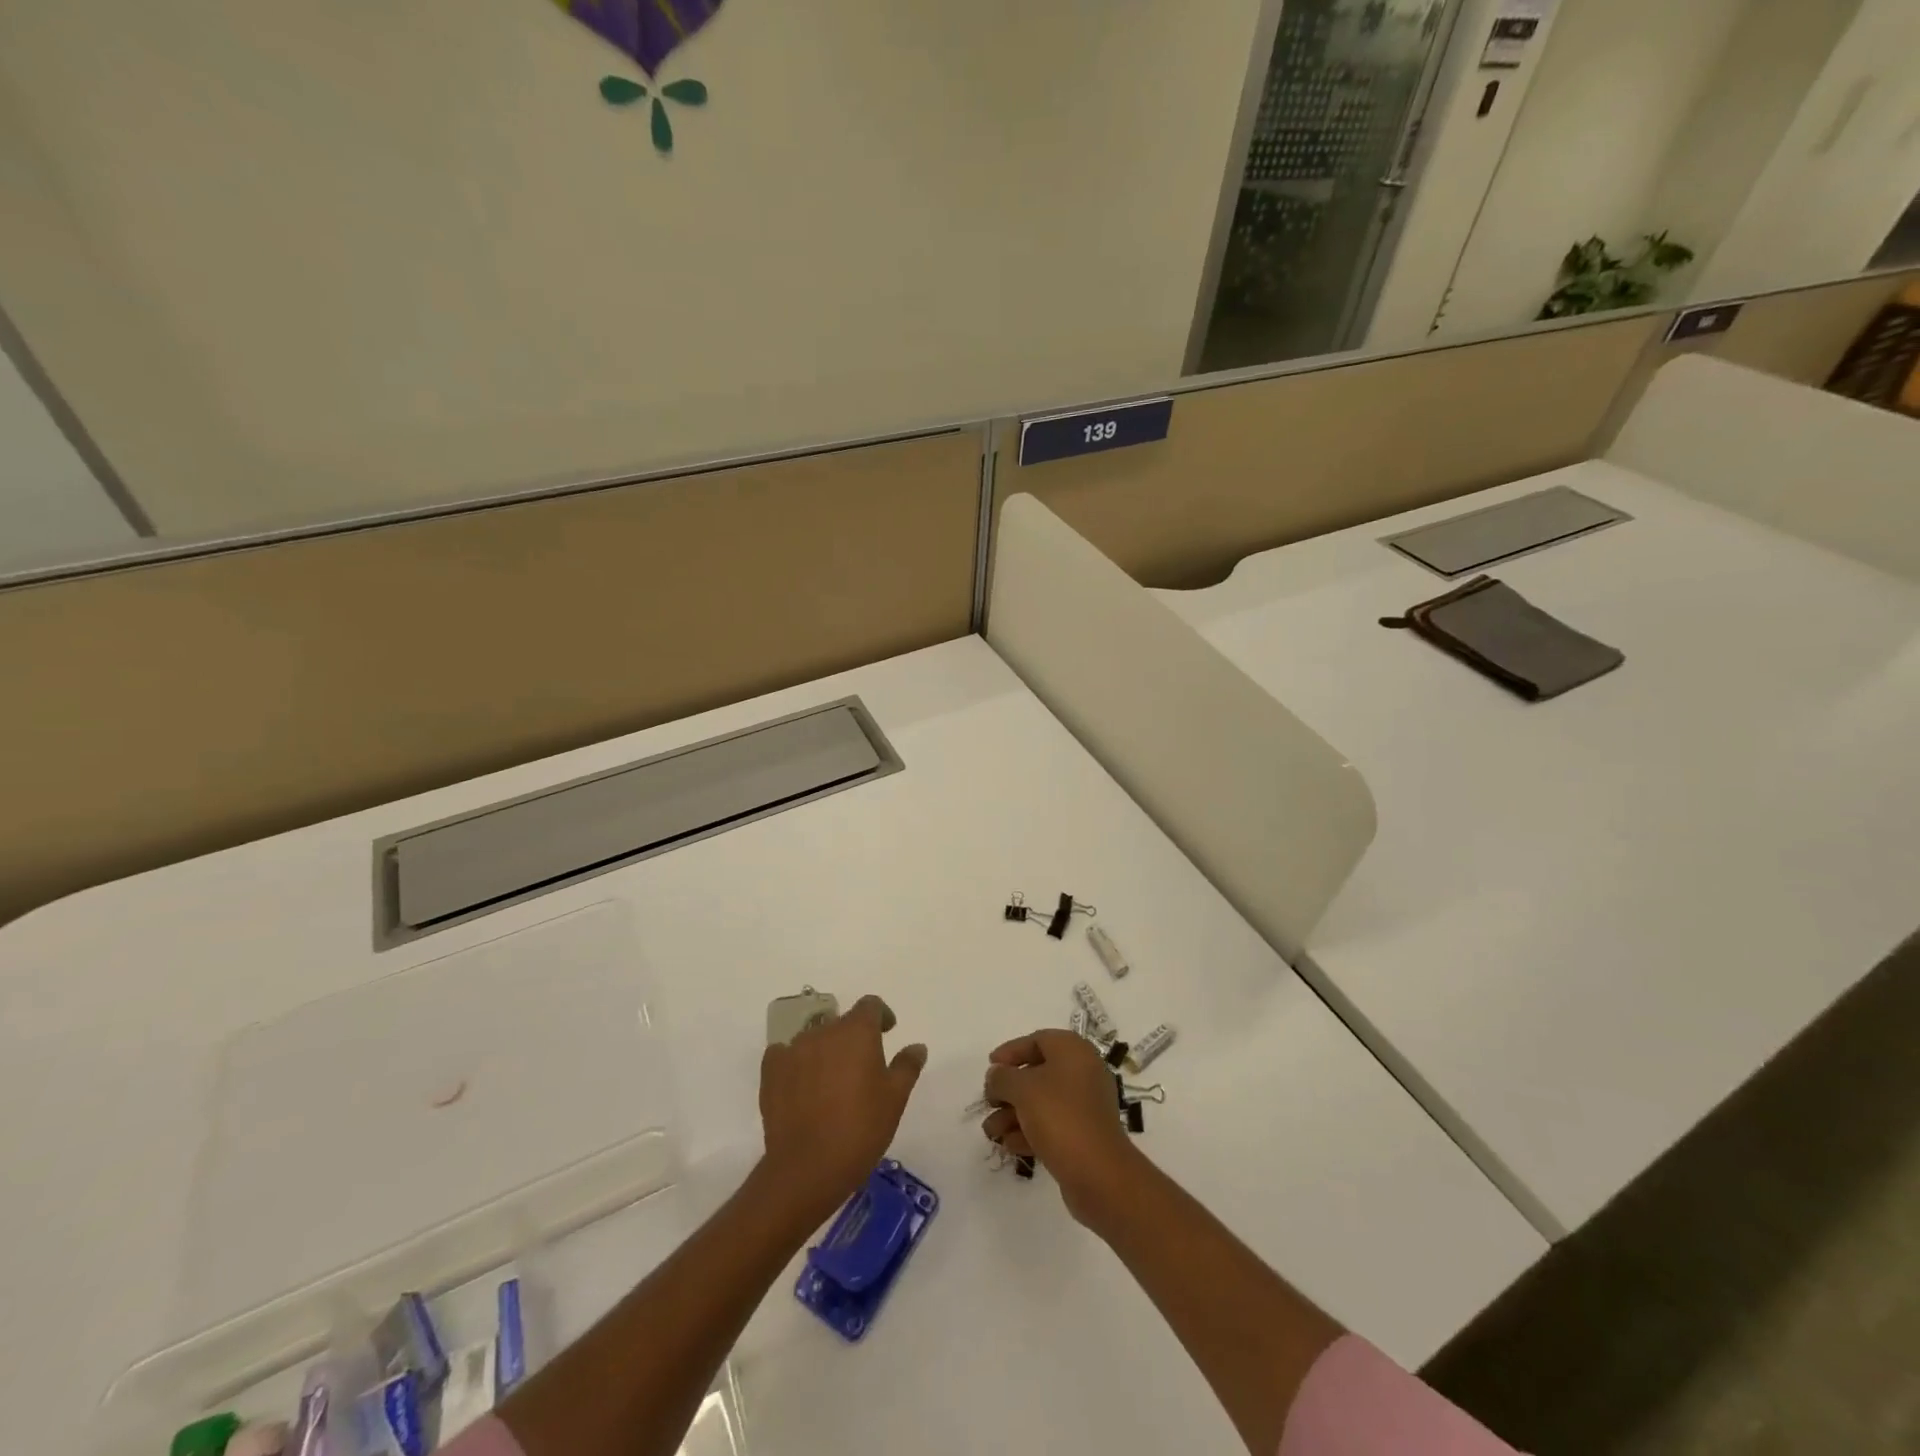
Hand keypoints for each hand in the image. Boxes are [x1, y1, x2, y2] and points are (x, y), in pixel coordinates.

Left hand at [758, 994, 927, 1219]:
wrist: (806, 1168)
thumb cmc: (860, 1129)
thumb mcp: (895, 1099)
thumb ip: (907, 1066)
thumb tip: (917, 1046)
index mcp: (856, 1031)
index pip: (870, 1005)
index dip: (881, 1015)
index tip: (887, 1033)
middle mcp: (823, 1031)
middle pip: (842, 1023)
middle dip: (853, 1038)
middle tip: (862, 1069)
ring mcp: (793, 1049)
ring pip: (815, 1039)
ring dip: (826, 1051)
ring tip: (832, 1083)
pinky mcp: (771, 1070)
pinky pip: (785, 1055)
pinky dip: (796, 1064)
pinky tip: (802, 1087)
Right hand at [981, 1029, 1143, 1226]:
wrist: (1099, 1174)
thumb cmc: (1060, 1117)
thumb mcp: (1023, 1089)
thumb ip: (1002, 1077)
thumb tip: (996, 1074)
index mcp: (1073, 1051)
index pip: (1037, 1040)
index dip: (1010, 1051)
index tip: (990, 1067)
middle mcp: (1082, 1072)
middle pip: (1037, 1073)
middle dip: (1008, 1089)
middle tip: (988, 1102)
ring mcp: (1085, 1105)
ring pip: (1042, 1102)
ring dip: (1013, 1114)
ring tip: (991, 1131)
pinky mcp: (1083, 1134)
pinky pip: (1051, 1124)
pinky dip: (1029, 1131)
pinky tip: (1009, 1144)